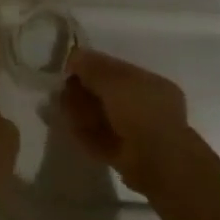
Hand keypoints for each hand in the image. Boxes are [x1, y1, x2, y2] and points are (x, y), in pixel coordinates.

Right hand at [60, 47, 195, 196]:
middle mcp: (146, 107)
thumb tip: (74, 55)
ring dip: (81, 111)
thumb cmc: (141, 112)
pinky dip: (85, 133)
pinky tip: (70, 126)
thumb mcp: (114, 80)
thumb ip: (93, 67)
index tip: (70, 68)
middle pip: (108, 95)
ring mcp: (136, 134)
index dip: (93, 67)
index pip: (118, 71)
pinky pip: (101, 139)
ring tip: (62, 106)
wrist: (157, 163)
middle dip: (85, 90)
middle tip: (63, 89)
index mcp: (151, 85)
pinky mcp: (124, 157)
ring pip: (103, 118)